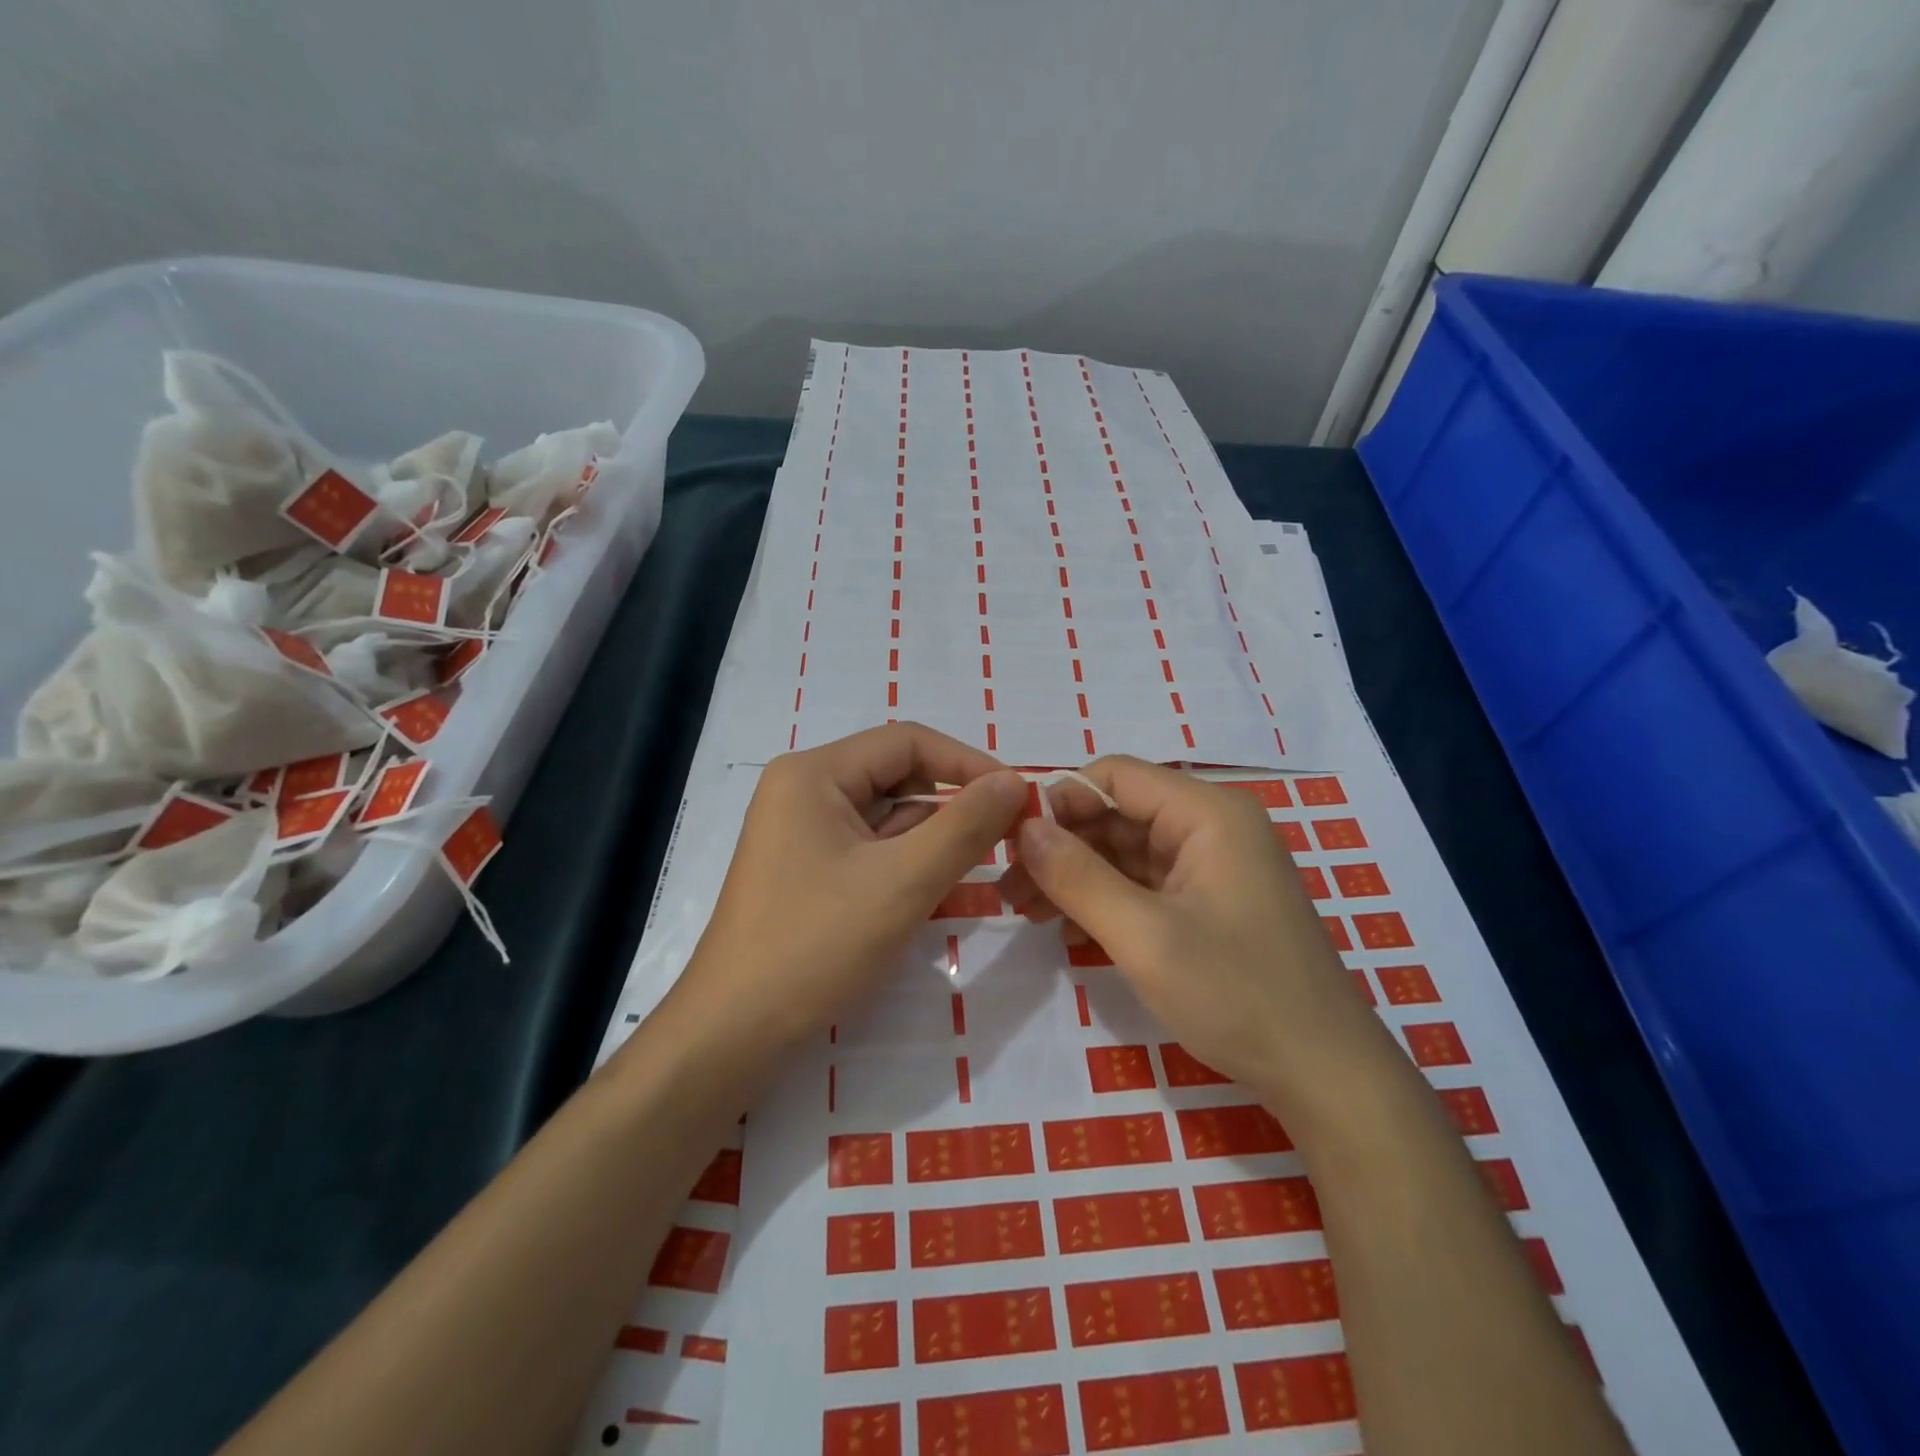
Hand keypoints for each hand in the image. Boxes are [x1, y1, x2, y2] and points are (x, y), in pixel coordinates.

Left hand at [664, 723, 1026, 1055]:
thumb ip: (965, 826)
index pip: (908, 742)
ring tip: (980, 865)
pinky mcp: (808, 870)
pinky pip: (871, 849)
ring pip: (887, 817)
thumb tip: (1014, 781)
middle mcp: (804, 790)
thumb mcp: (903, 882)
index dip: (969, 762)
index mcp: (814, 774)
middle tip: (1007, 836)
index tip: (1018, 797)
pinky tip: (940, 889)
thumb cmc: (816, 946)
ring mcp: (803, 832)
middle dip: (952, 805)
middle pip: (897, 777)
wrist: (734, 1033)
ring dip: (934, 838)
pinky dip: (908, 863)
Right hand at [999, 757, 1392, 1120]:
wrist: (1324, 1075)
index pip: (1115, 776)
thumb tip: (1024, 829)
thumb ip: (1078, 876)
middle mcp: (1210, 826)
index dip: (1060, 802)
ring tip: (1025, 911)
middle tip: (1010, 889)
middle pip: (1117, 813)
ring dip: (1075, 875)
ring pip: (1124, 850)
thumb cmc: (1237, 995)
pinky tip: (1067, 928)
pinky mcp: (1207, 901)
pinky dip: (1104, 899)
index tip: (1012, 843)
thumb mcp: (1145, 936)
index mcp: (1207, 813)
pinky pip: (1143, 883)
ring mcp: (1211, 865)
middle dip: (1061, 846)